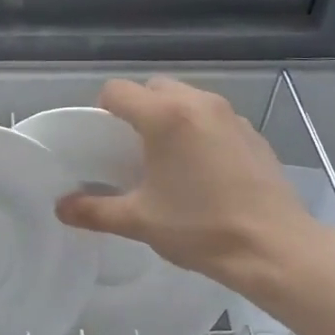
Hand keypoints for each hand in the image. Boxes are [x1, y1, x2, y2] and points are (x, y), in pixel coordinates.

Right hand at [55, 77, 315, 285]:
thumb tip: (61, 208)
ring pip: (187, 99)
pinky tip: (203, 169)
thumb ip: (95, 211)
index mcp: (165, 117)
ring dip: (170, 116)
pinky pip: (213, 117)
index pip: (118, 91)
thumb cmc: (200, 229)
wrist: (274, 247)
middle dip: (138, 109)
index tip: (104, 140)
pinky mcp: (252, 133)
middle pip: (154, 87)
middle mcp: (198, 103)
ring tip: (168, 158)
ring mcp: (230, 115)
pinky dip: (199, 130)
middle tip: (133, 148)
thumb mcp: (139, 221)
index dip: (103, 110)